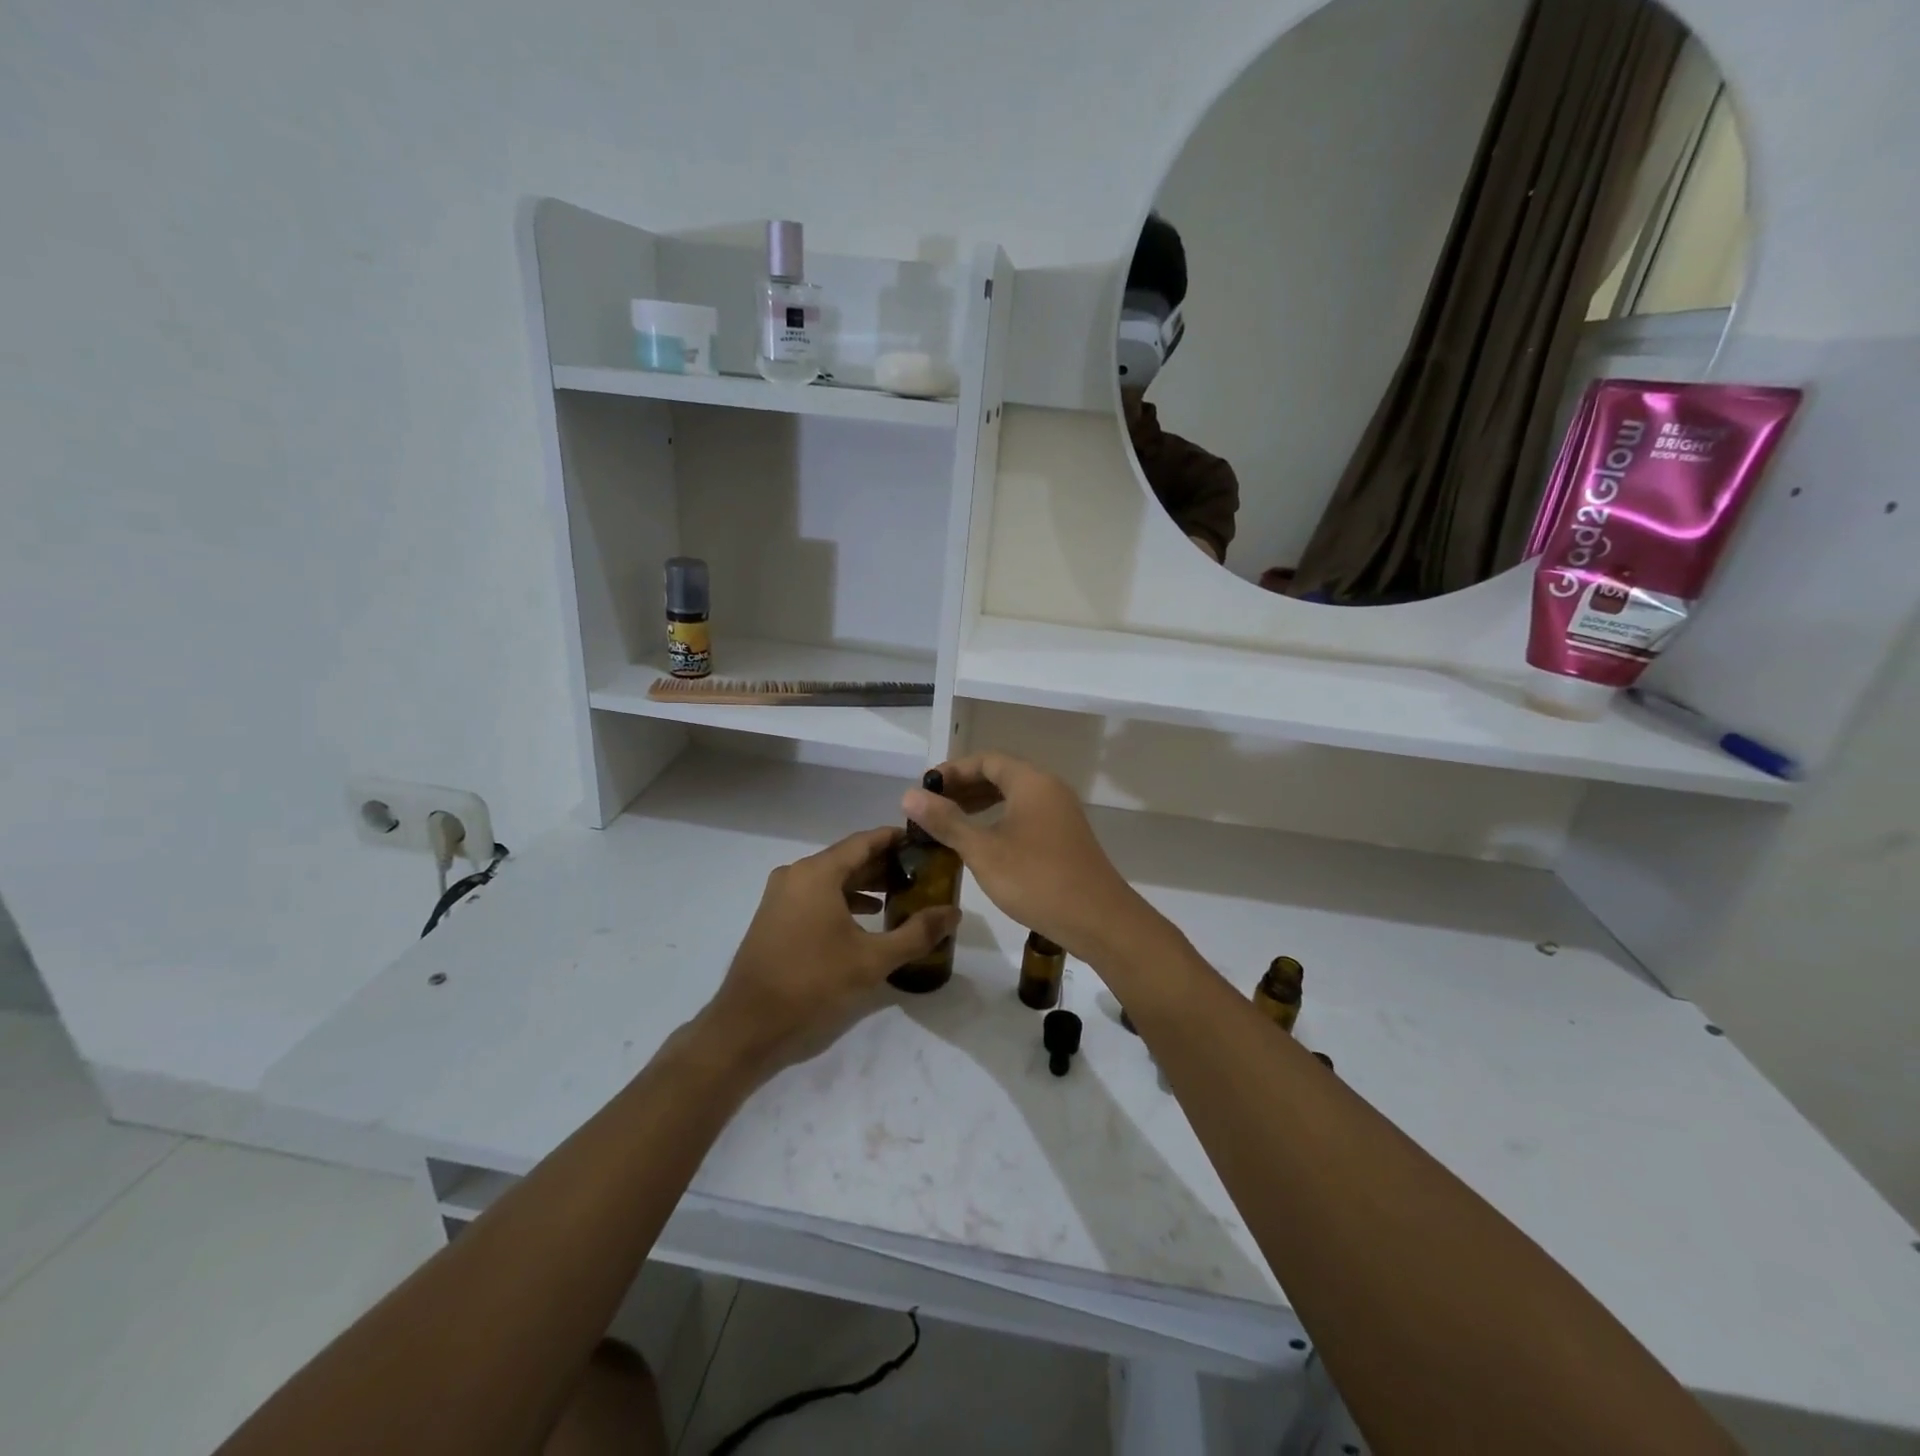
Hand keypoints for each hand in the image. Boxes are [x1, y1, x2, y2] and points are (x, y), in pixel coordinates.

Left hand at [701, 827, 959, 1069]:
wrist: (748, 1026)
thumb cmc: (812, 984)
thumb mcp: (873, 960)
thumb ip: (917, 933)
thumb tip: (954, 913)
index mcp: (817, 873)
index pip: (865, 841)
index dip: (897, 840)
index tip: (926, 844)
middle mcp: (796, 874)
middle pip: (848, 858)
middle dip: (885, 865)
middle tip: (921, 874)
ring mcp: (781, 895)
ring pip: (831, 879)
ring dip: (865, 885)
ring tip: (900, 896)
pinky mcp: (774, 917)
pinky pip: (816, 896)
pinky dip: (843, 900)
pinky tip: (867, 919)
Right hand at [901, 754, 1157, 963]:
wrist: (1098, 919)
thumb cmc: (1036, 879)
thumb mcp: (983, 851)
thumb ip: (947, 821)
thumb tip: (910, 795)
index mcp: (1031, 782)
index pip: (986, 760)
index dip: (952, 771)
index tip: (925, 790)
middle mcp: (1049, 789)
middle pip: (1001, 775)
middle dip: (964, 787)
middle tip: (931, 807)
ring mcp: (1061, 813)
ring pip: (1014, 796)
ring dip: (980, 804)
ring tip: (949, 823)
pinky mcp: (1065, 836)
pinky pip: (1025, 815)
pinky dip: (999, 819)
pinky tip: (982, 843)